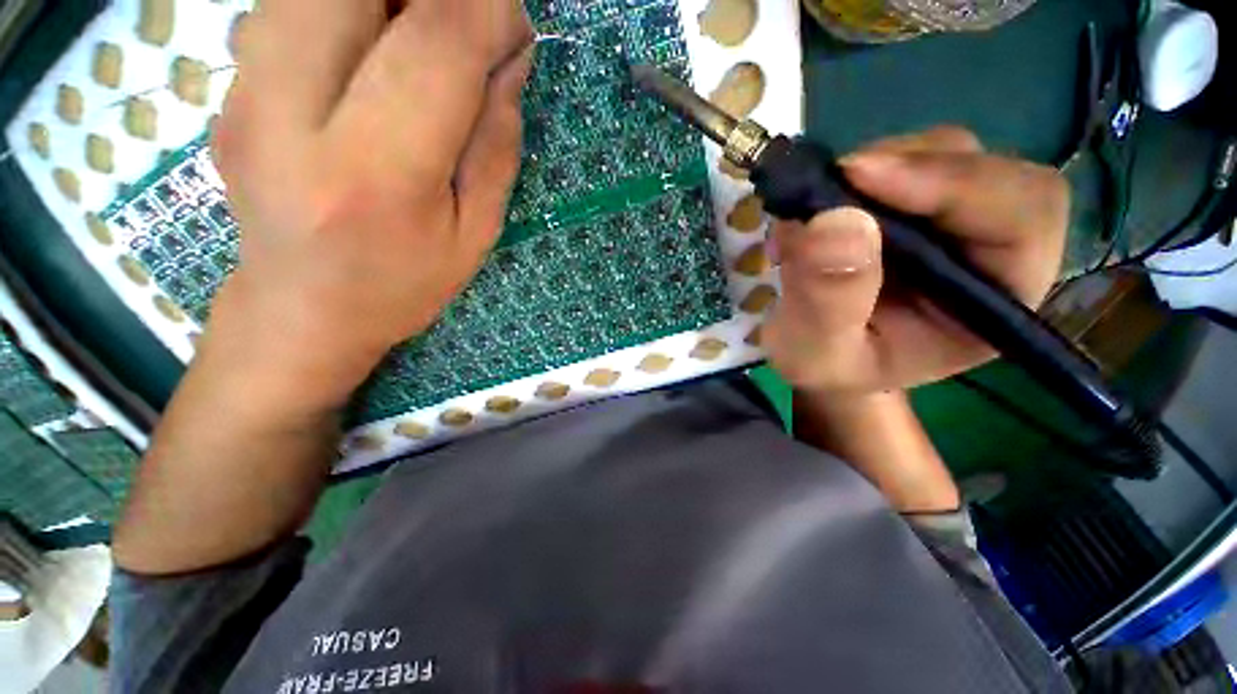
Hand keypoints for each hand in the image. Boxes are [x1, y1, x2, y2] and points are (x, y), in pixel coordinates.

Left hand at [206, 0, 532, 410]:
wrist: (301, 308)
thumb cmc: (403, 283)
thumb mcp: (475, 233)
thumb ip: (496, 144)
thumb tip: (511, 57)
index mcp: (378, 174)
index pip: (436, 43)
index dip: (486, 11)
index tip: (514, 26)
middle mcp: (293, 115)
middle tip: (461, 30)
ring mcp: (244, 94)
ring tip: (419, 41)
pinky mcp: (228, 86)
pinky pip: (289, 5)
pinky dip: (346, 9)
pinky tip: (371, 49)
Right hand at [764, 127, 1068, 394]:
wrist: (818, 356)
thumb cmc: (828, 367)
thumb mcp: (818, 353)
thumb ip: (828, 302)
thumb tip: (836, 222)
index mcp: (994, 301)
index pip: (1023, 217)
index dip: (955, 184)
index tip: (862, 176)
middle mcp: (989, 250)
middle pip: (982, 170)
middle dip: (902, 169)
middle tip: (827, 187)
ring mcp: (951, 220)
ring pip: (937, 155)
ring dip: (870, 169)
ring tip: (810, 211)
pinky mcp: (913, 204)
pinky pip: (897, 161)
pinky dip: (850, 175)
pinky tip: (815, 207)